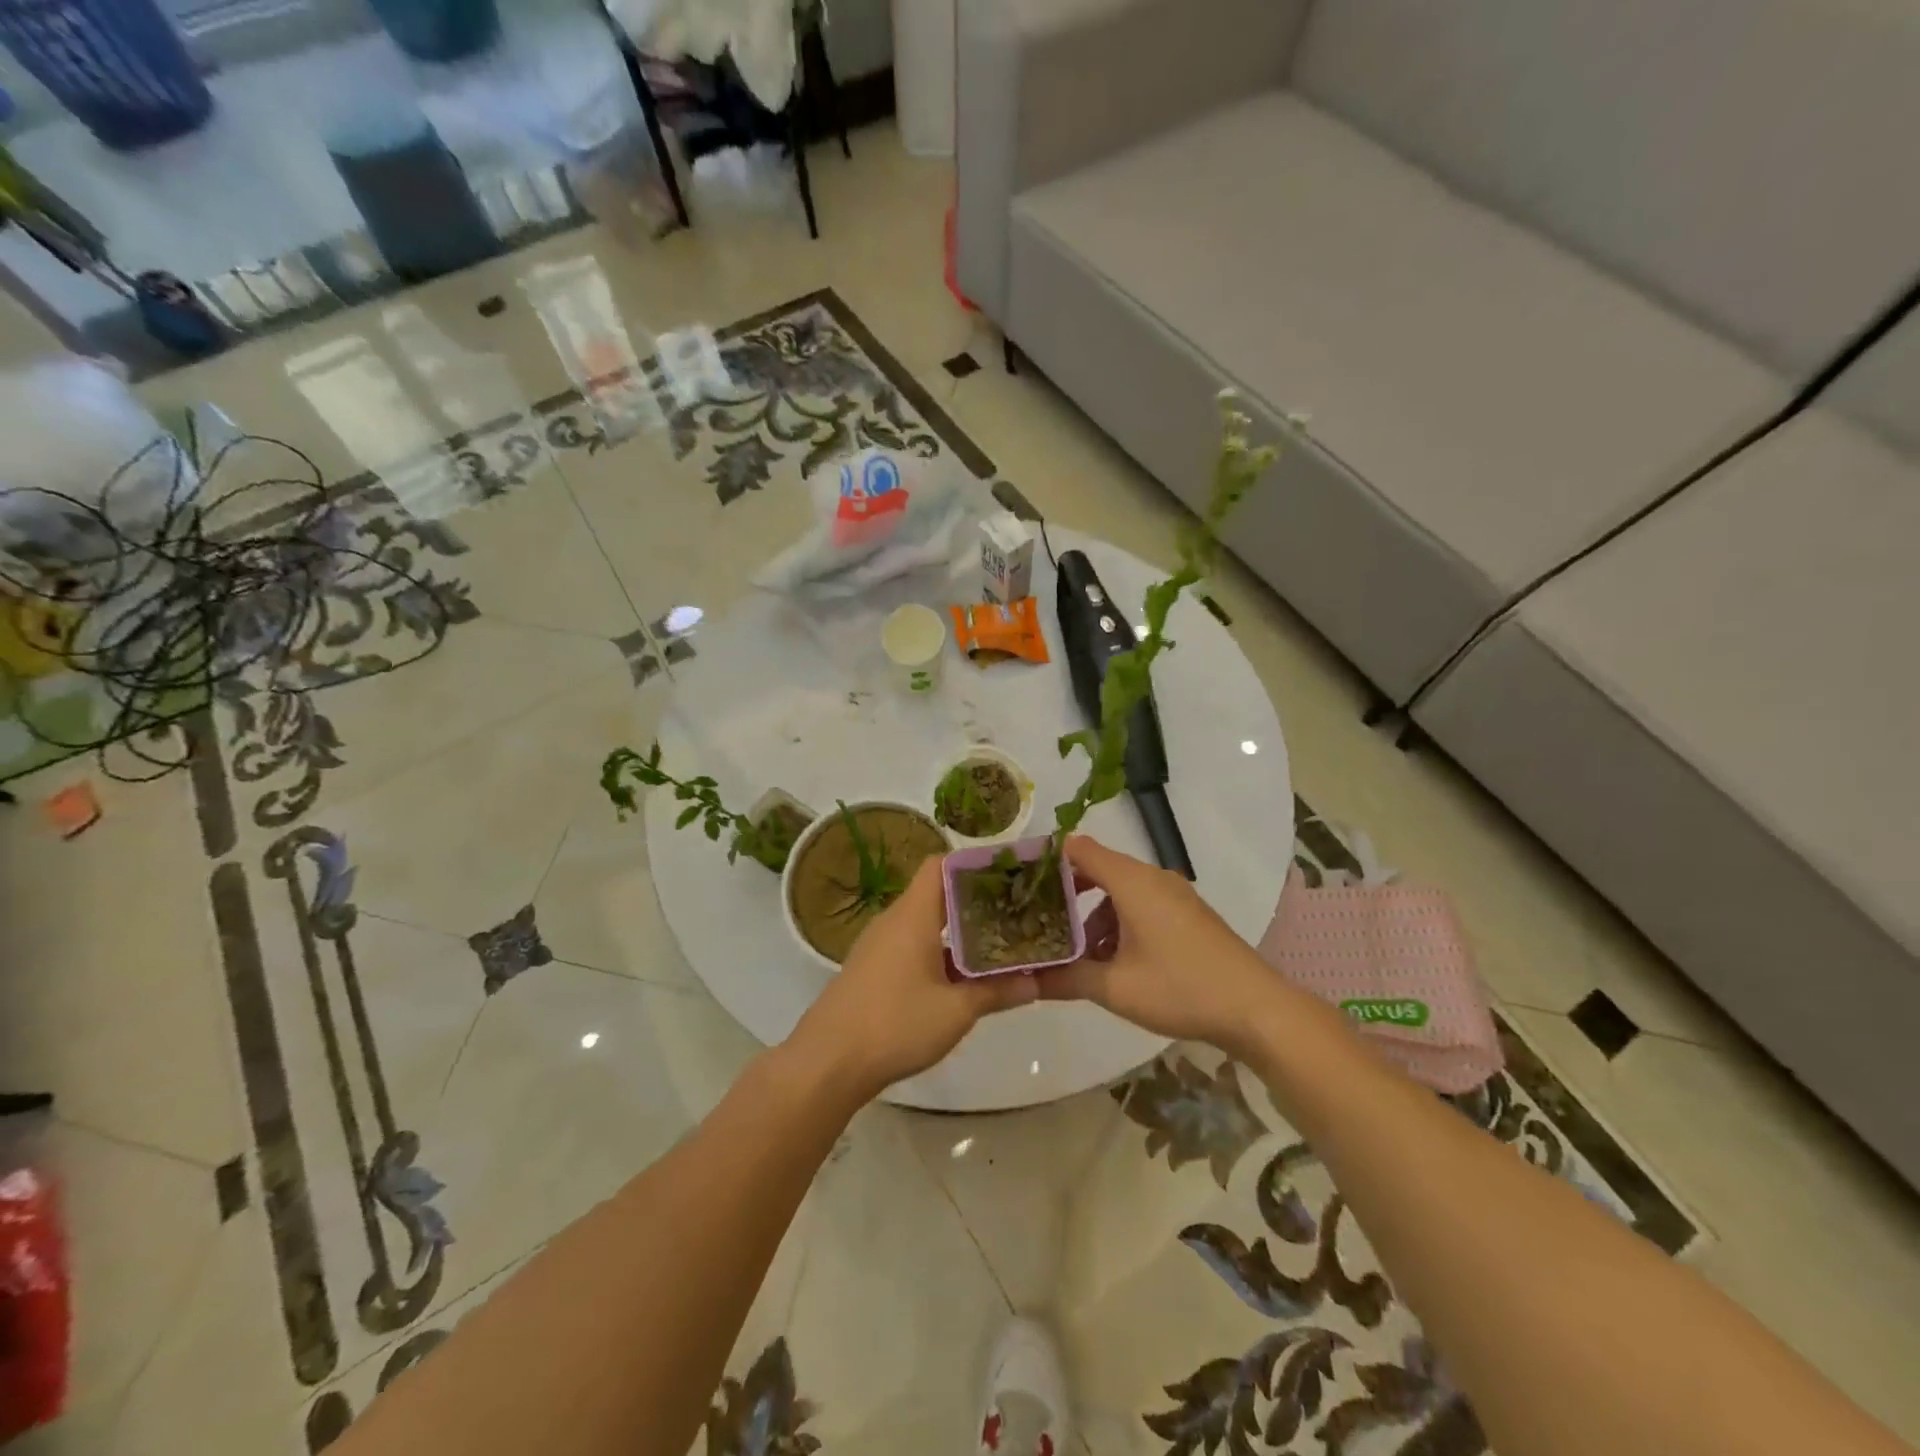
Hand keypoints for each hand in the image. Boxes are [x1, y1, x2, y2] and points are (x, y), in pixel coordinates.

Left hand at [787, 858, 1036, 1103]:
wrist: (827, 1062)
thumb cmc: (895, 1024)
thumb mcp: (956, 1011)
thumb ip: (997, 991)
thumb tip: (1036, 982)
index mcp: (913, 915)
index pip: (941, 865)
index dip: (973, 864)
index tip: (1008, 875)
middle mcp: (894, 920)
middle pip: (937, 893)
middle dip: (976, 900)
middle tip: (1015, 911)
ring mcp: (880, 945)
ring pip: (926, 922)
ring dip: (959, 930)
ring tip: (998, 942)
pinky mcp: (873, 969)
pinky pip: (912, 945)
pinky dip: (940, 951)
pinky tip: (963, 976)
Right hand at [1036, 835, 1281, 1054]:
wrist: (1256, 1008)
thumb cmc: (1181, 988)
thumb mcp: (1114, 988)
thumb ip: (1065, 978)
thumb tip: (1024, 980)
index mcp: (1132, 881)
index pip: (1079, 849)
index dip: (1048, 859)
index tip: (1021, 881)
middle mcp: (1152, 877)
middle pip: (1098, 869)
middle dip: (1066, 893)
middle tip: (1038, 919)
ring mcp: (1174, 895)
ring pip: (1120, 890)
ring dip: (1094, 915)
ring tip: (1075, 952)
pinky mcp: (1187, 914)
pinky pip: (1141, 904)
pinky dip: (1119, 922)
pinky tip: (1114, 961)